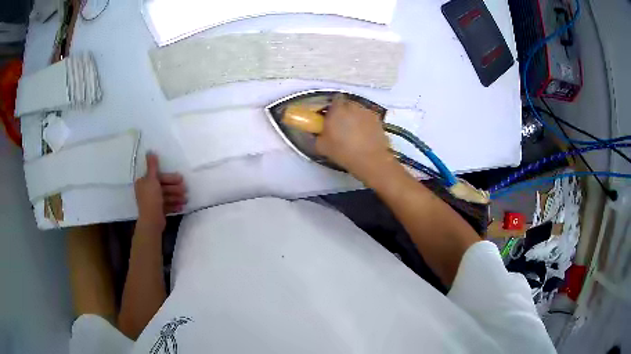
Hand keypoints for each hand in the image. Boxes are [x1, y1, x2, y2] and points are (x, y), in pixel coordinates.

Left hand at [134, 152, 186, 230]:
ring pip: (166, 196)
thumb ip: (152, 166)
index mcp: (143, 183)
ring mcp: (152, 202)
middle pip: (163, 187)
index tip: (181, 179)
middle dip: (174, 188)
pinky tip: (182, 207)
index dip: (169, 178)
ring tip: (185, 200)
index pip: (158, 177)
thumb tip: (150, 151)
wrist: (152, 221)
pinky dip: (174, 205)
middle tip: (185, 190)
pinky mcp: (157, 211)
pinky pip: (166, 205)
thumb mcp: (152, 180)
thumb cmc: (151, 198)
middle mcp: (146, 191)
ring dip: (176, 197)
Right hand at [316, 95, 395, 178]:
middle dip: (344, 112)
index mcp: (337, 109)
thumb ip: (316, 136)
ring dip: (356, 118)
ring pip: (359, 111)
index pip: (334, 99)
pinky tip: (365, 138)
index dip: (332, 107)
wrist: (369, 159)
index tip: (330, 116)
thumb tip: (316, 133)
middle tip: (341, 126)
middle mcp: (353, 106)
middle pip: (347, 104)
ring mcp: (368, 113)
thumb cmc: (342, 151)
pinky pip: (369, 120)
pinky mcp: (379, 121)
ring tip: (354, 133)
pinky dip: (366, 125)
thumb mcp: (321, 146)